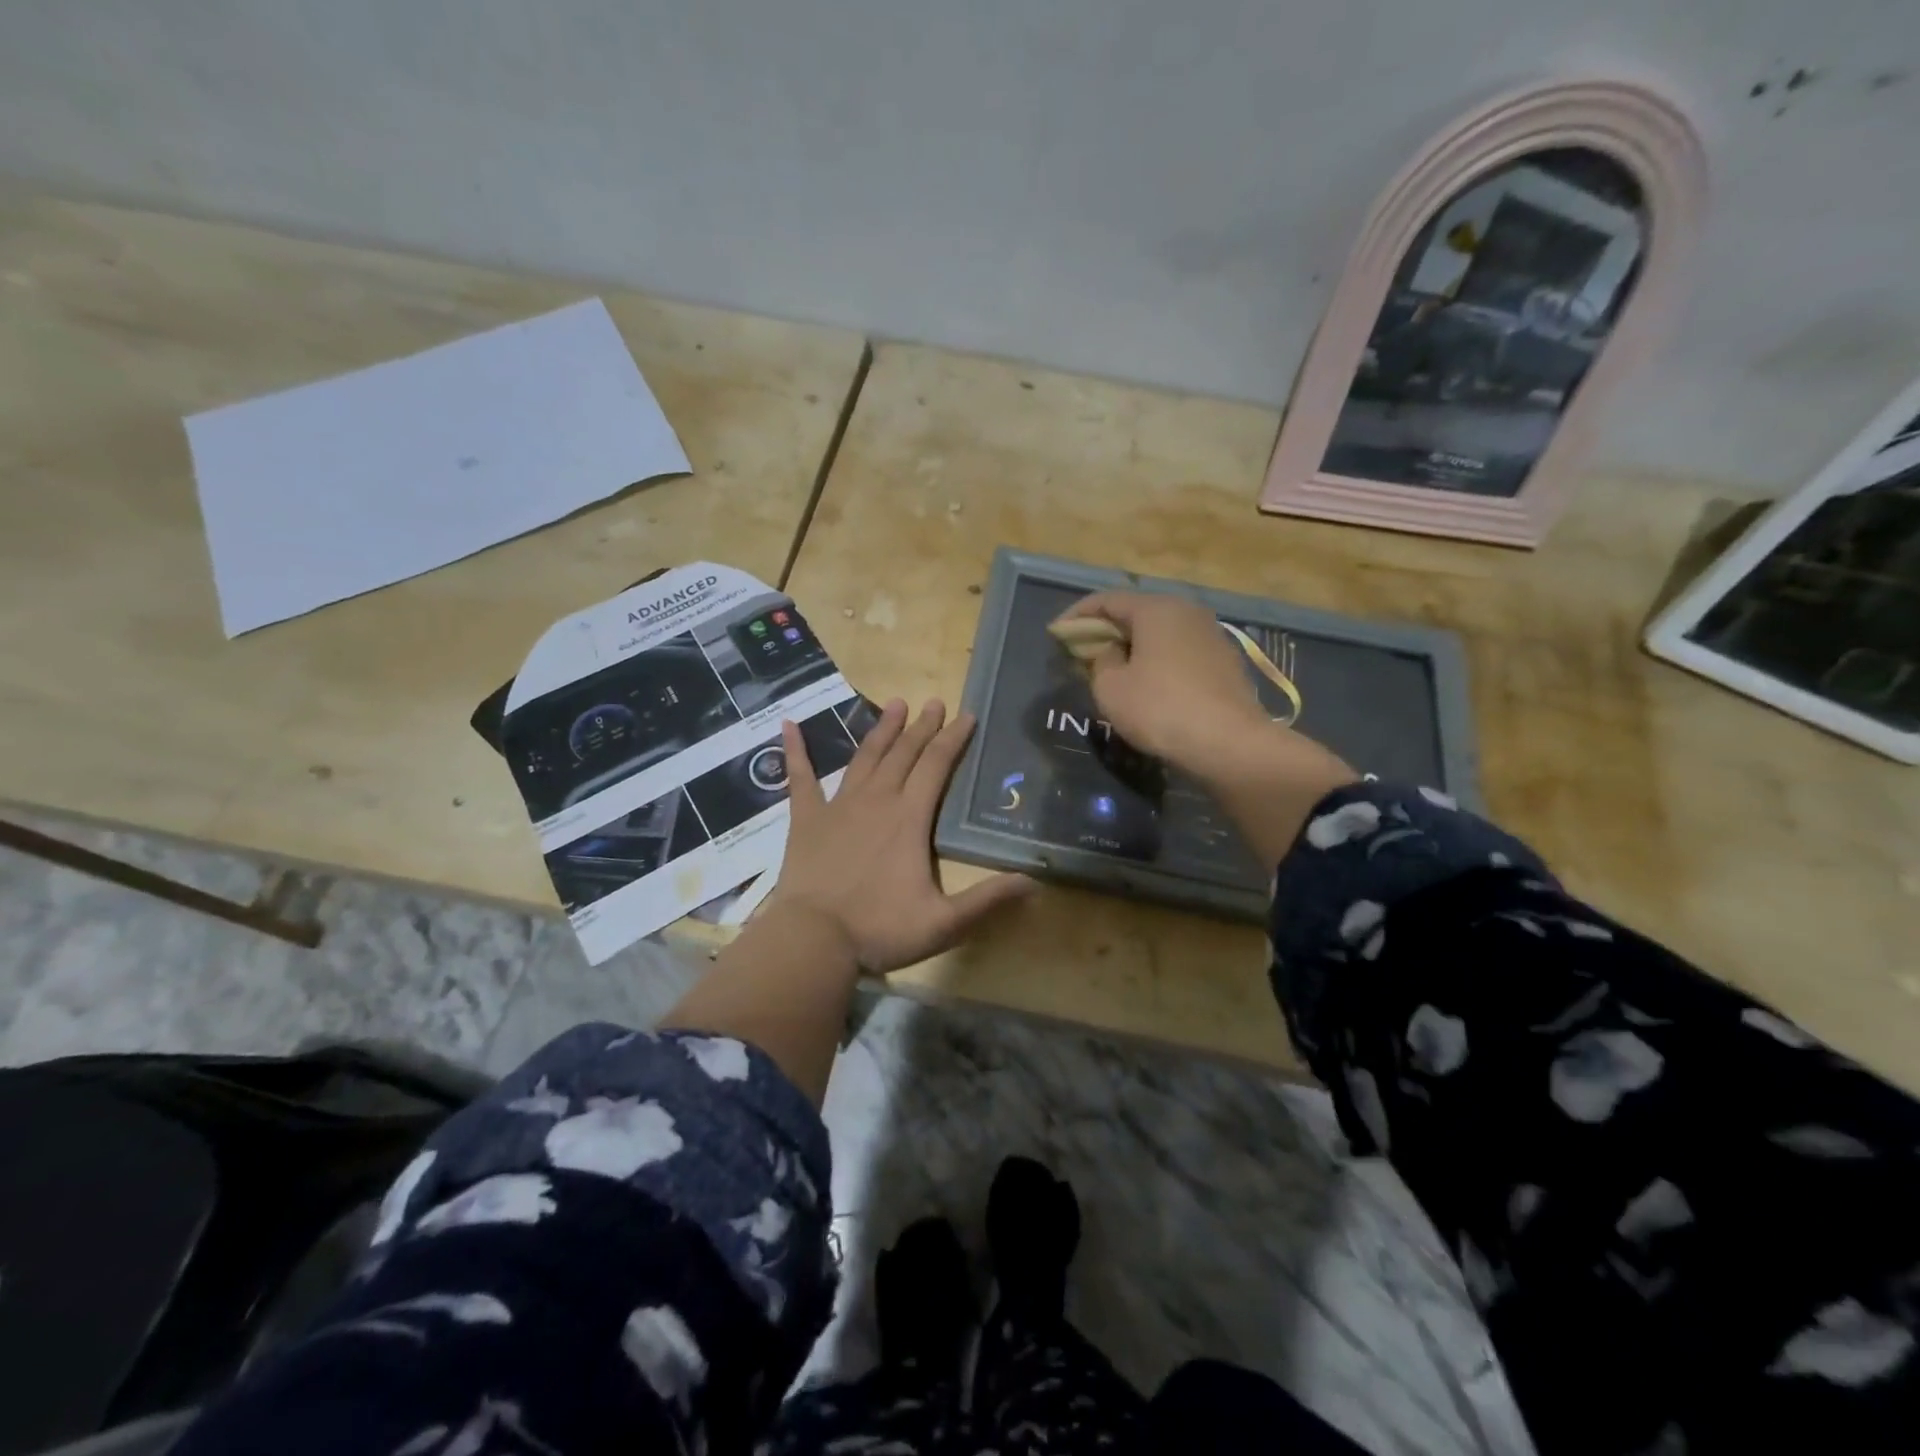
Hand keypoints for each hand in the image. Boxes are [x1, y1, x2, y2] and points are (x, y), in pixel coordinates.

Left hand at [769, 698, 1032, 972]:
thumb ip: (988, 899)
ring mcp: (838, 805)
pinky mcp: (806, 818)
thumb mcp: (944, 922)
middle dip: (923, 727)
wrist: (813, 939)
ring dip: (882, 730)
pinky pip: (800, 777)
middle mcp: (877, 800)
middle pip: (904, 753)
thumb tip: (1035, 882)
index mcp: (910, 818)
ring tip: (896, 704)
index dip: (954, 739)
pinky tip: (788, 725)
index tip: (966, 716)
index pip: (937, 766)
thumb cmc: (879, 929)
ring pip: (865, 757)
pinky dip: (795, 750)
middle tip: (935, 702)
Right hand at [1054, 592, 1356, 863]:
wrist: (1229, 743)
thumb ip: (1100, 660)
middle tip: (1082, 652)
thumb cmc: (1159, 709)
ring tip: (1113, 670)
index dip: (1077, 616)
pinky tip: (1148, 685)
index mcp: (1156, 609)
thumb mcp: (1110, 687)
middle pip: (1136, 613)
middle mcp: (1186, 611)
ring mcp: (1211, 635)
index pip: (1107, 600)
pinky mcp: (1225, 661)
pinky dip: (1157, 661)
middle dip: (1106, 630)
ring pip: (1160, 633)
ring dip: (1133, 647)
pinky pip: (1179, 652)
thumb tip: (1110, 651)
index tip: (1056, 634)